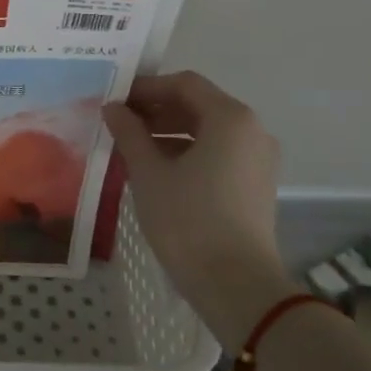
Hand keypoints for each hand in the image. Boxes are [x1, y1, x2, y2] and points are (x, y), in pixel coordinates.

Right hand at [101, 71, 295, 343]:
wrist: (236, 286)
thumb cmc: (188, 220)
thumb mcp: (149, 172)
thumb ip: (129, 132)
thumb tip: (113, 107)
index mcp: (230, 118)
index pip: (184, 84)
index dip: (146, 87)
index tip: (114, 100)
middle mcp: (252, 130)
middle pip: (198, 105)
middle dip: (156, 110)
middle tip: (118, 124)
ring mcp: (258, 159)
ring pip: (207, 131)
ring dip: (168, 133)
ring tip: (131, 148)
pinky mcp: (255, 185)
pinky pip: (217, 154)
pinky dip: (187, 153)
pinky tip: (156, 170)